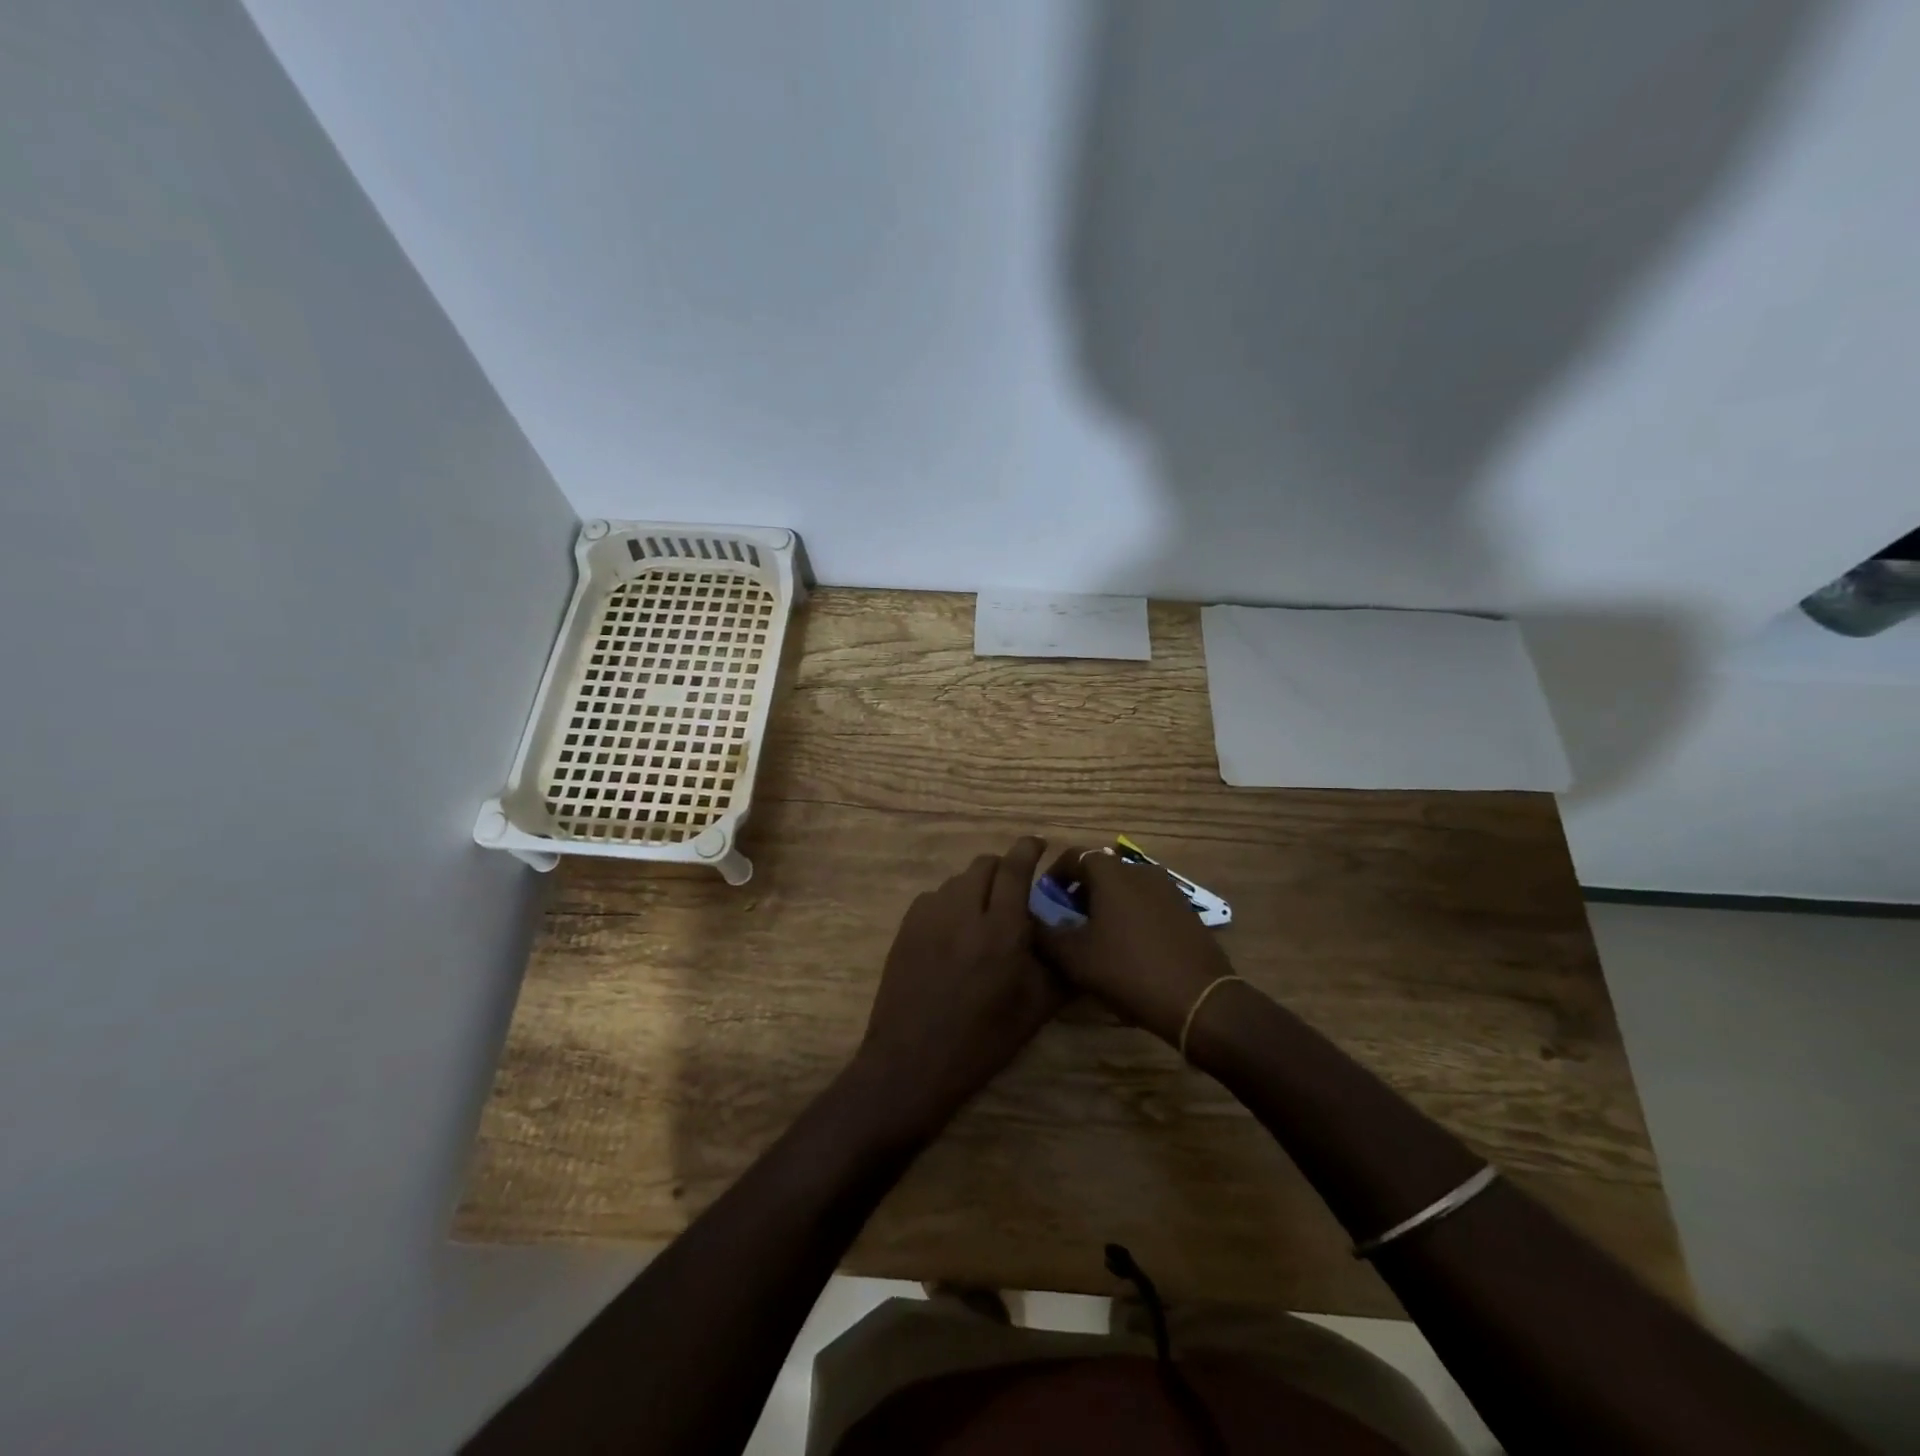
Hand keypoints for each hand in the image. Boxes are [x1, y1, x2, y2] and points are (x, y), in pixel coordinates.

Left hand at [854, 837, 1064, 1141]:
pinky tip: (954, 933)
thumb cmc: (982, 1041)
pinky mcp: (906, 928)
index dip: (1027, 848)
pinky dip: (950, 904)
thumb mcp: (1035, 1010)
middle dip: (1003, 869)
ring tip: (983, 917)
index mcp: (1000, 931)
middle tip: (1013, 891)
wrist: (912, 1063)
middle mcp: (963, 912)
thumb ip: (1059, 967)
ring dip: (976, 888)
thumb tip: (1075, 940)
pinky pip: (934, 898)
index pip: (1014, 868)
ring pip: (957, 881)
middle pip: (984, 865)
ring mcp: (929, 917)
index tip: (1038, 844)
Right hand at [1034, 846, 1236, 1045]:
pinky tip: (1128, 947)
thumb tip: (1031, 922)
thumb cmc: (1128, 970)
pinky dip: (1131, 915)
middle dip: (1081, 891)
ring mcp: (1168, 889)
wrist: (1198, 1000)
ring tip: (1097, 936)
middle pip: (1101, 871)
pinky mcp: (1185, 911)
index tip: (1045, 899)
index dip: (1054, 875)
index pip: (1074, 856)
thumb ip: (1046, 935)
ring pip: (1126, 887)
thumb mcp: (1074, 958)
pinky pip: (1147, 903)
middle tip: (1068, 921)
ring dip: (1107, 904)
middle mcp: (1140, 871)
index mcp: (1111, 873)